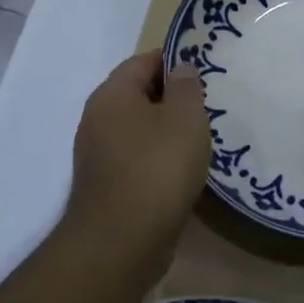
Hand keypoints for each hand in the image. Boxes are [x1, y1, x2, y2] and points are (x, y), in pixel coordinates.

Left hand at [68, 50, 210, 260]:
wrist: (121, 241)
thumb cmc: (157, 167)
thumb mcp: (185, 118)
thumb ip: (186, 87)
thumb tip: (181, 69)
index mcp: (112, 94)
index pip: (143, 61)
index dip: (174, 61)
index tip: (204, 71)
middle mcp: (97, 119)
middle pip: (138, 95)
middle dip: (171, 97)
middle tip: (206, 106)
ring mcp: (98, 155)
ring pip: (137, 129)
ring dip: (165, 131)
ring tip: (199, 140)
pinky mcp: (106, 186)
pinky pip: (136, 159)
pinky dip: (157, 159)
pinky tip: (181, 171)